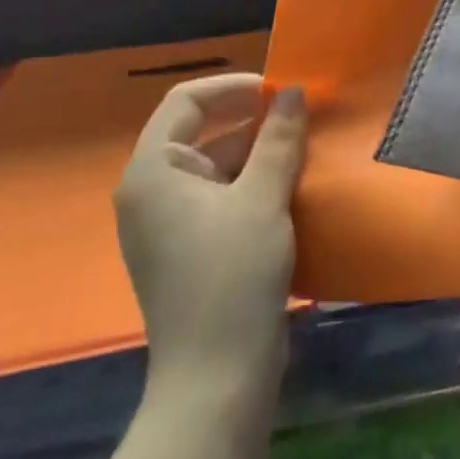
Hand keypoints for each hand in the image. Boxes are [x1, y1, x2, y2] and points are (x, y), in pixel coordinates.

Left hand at [113, 74, 305, 406]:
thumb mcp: (262, 198)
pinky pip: (220, 197)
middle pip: (201, 133)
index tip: (282, 90)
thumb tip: (292, 91)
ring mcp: (169, 223)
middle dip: (253, 121)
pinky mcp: (190, 248)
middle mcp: (152, 191)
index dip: (234, 87)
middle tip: (304, 118)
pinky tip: (292, 188)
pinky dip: (253, 184)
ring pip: (215, 167)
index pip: (186, 102)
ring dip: (259, 153)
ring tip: (307, 150)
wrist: (217, 371)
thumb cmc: (234, 274)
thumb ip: (279, 139)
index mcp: (154, 172)